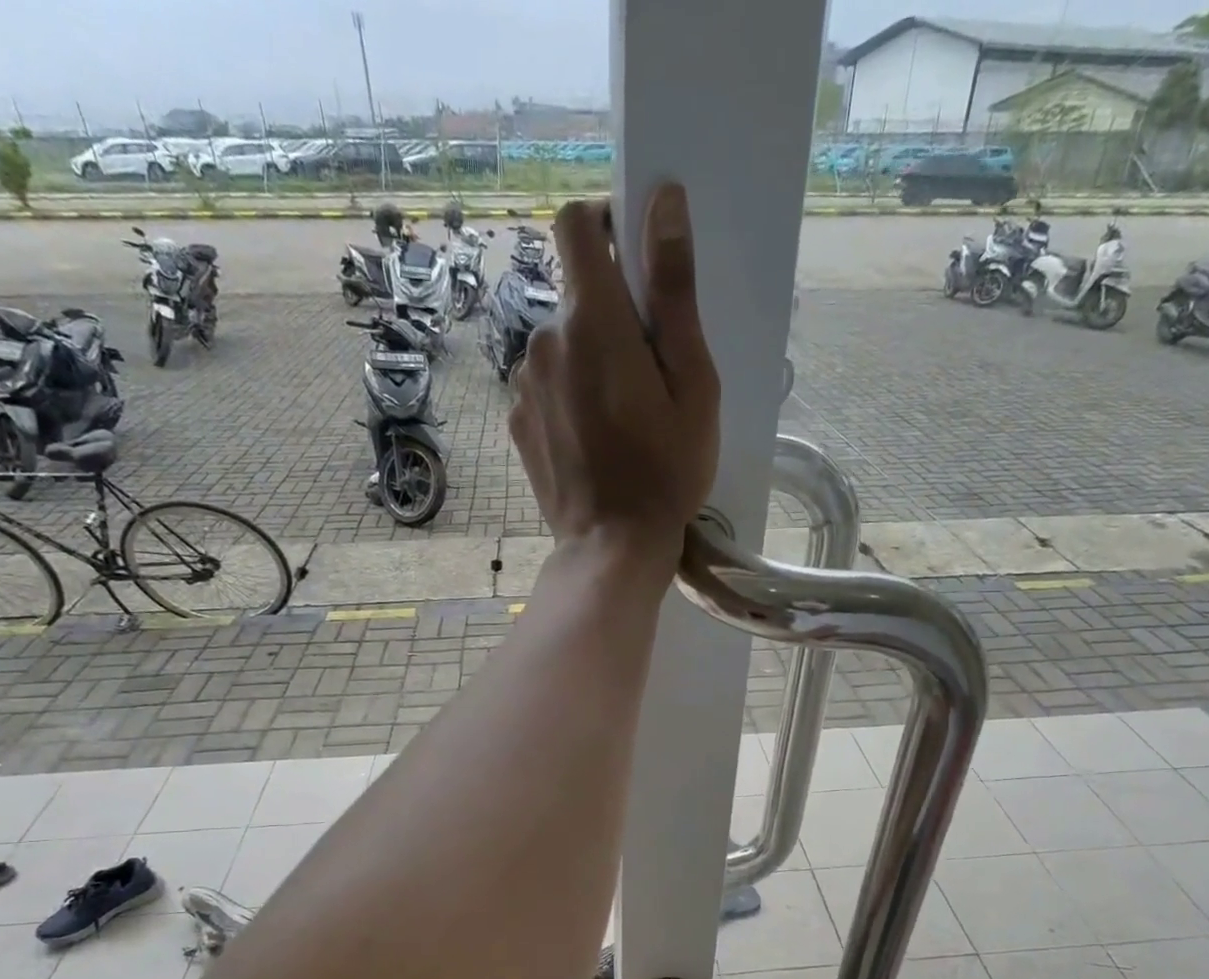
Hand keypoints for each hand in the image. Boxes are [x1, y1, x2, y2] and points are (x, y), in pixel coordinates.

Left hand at [509, 184, 720, 577]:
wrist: (612, 547)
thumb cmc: (666, 471)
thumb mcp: (692, 382)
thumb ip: (673, 290)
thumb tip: (663, 200)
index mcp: (592, 321)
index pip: (574, 223)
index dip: (604, 225)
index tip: (633, 259)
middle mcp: (545, 341)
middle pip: (574, 295)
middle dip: (610, 314)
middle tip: (648, 371)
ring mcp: (524, 384)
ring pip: (559, 343)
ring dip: (588, 358)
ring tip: (621, 414)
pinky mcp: (516, 421)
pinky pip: (545, 385)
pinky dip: (568, 394)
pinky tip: (593, 438)